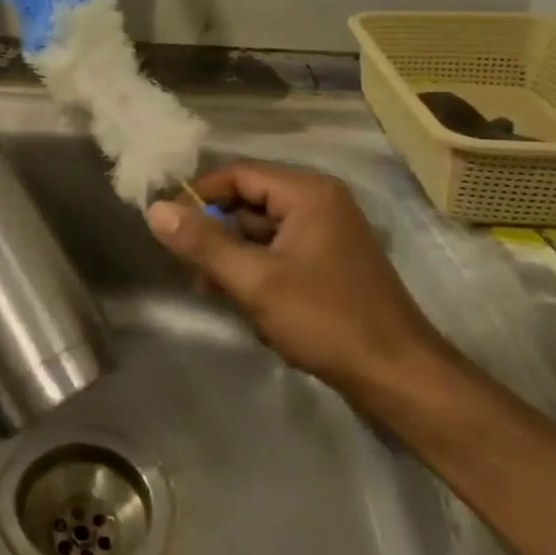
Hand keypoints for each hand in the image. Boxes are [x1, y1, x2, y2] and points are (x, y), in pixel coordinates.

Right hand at [145, 161, 450, 397]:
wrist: (400, 379)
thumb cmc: (327, 321)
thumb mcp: (256, 281)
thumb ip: (203, 244)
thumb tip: (154, 209)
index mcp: (308, 193)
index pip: (237, 175)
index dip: (198, 196)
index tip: (168, 226)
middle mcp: (319, 203)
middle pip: (248, 202)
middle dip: (215, 232)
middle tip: (188, 265)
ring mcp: (326, 233)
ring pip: (260, 231)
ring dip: (232, 257)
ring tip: (212, 289)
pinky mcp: (328, 263)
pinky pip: (278, 253)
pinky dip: (255, 271)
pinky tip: (243, 304)